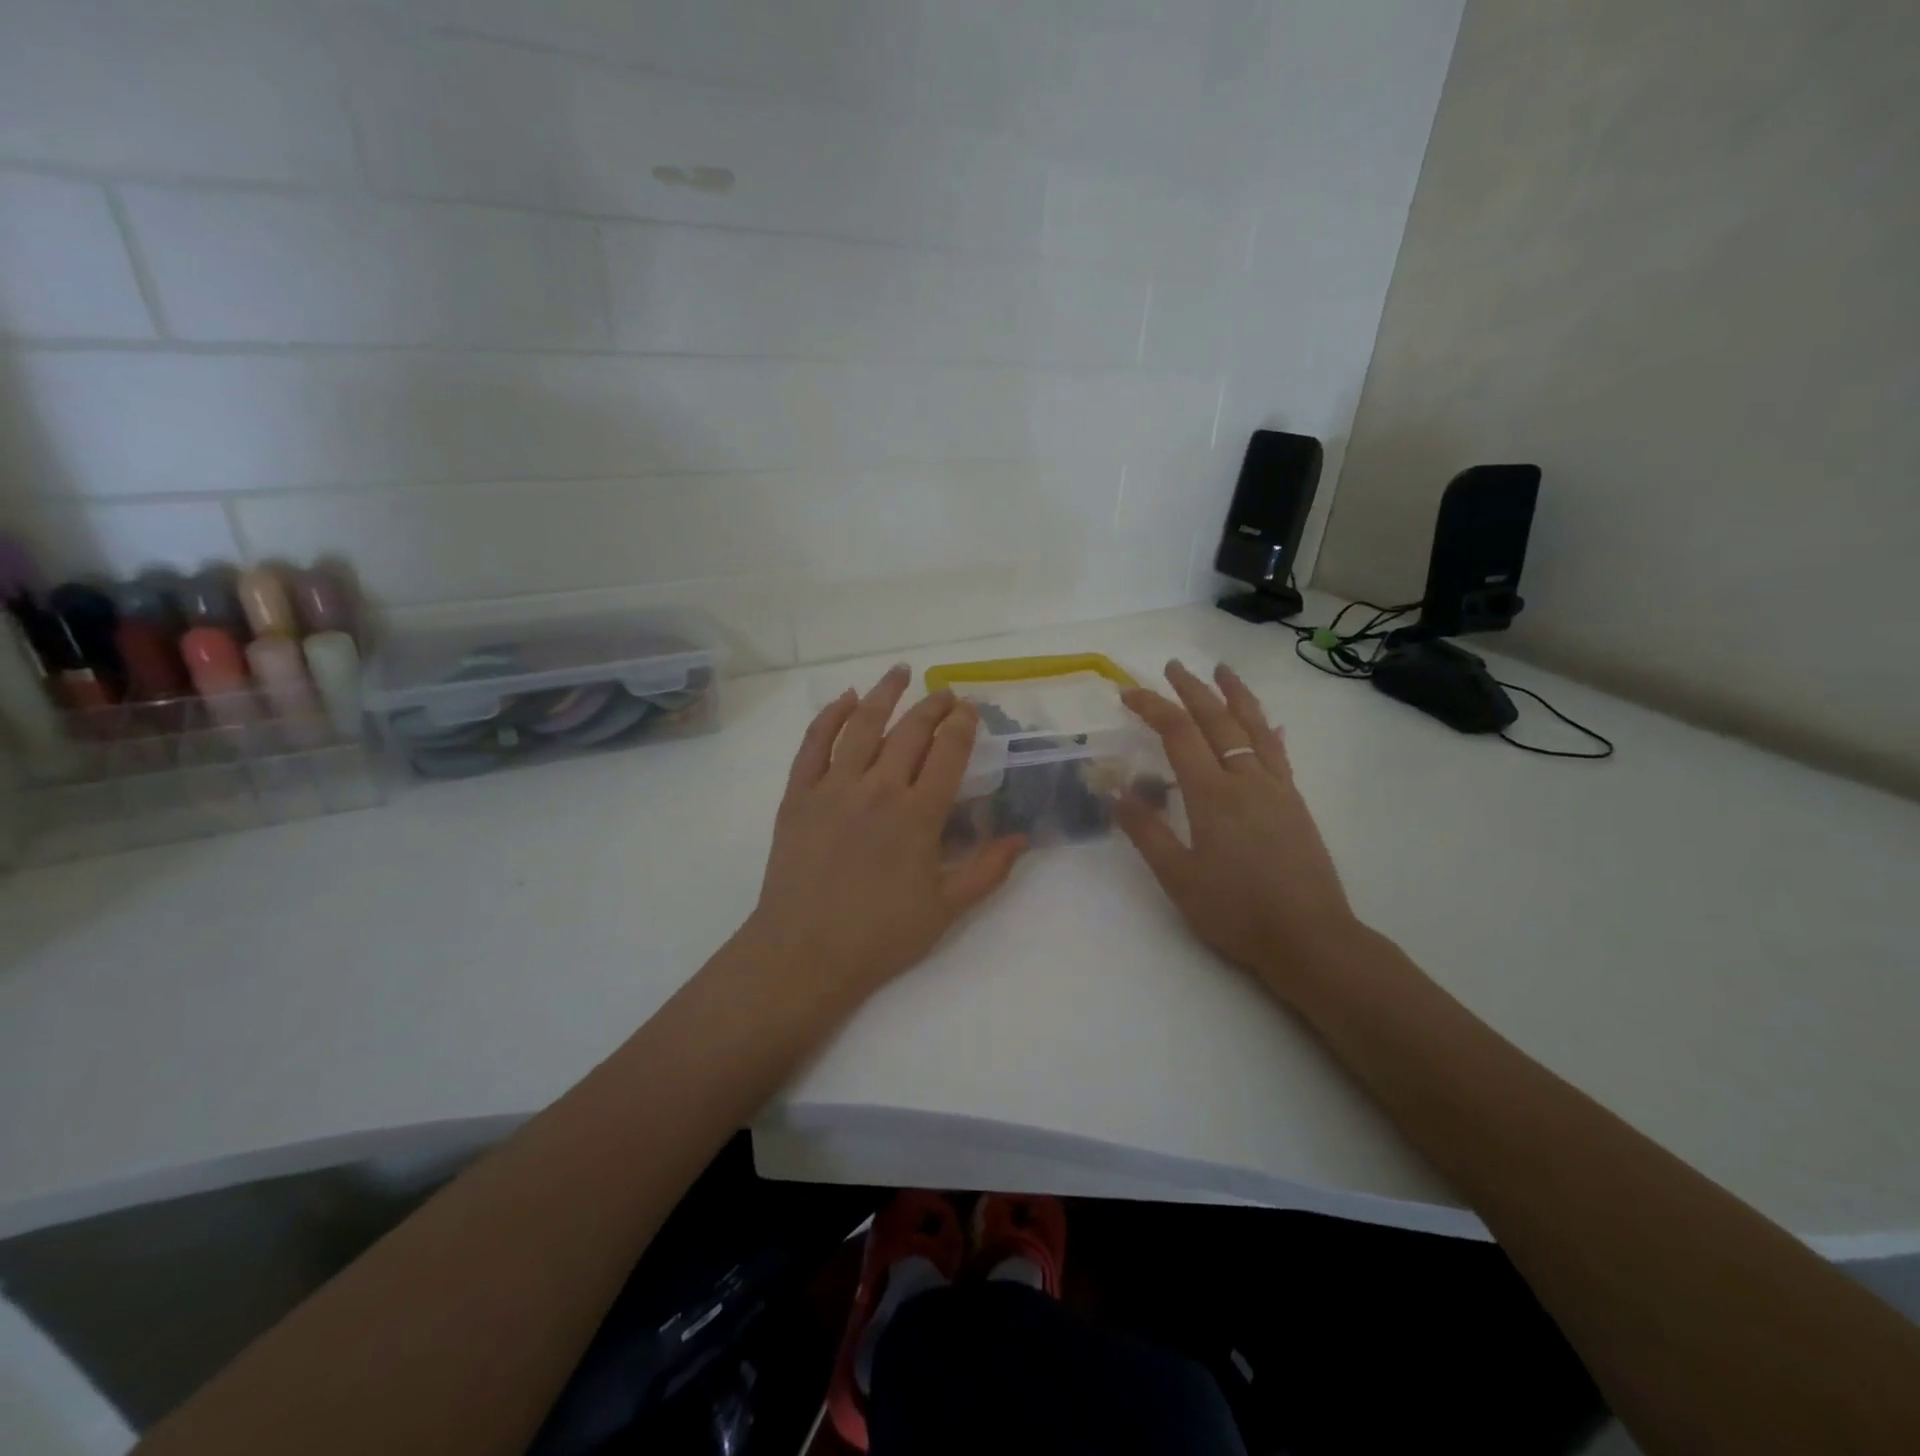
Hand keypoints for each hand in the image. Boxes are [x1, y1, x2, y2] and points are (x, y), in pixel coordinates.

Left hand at [739, 665, 1026, 1002]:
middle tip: (945, 693)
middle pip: (910, 731)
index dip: (962, 725)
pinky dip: (830, 715)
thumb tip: (1024, 838)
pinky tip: (844, 698)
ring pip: (862, 725)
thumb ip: (987, 870)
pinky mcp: (799, 794)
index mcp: (919, 815)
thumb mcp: (945, 909)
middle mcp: (879, 788)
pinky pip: (814, 743)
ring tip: (900, 672)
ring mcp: (834, 787)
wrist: (804, 953)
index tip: (970, 708)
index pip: (948, 752)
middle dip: (933, 706)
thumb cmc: (880, 936)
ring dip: (884, 694)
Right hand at [1116, 660, 1363, 1003]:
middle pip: (1217, 720)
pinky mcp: (1295, 804)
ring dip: (1235, 695)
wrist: (1309, 938)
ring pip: (1254, 727)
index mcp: (1212, 795)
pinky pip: (1279, 754)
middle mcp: (1246, 780)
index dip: (1152, 707)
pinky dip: (1267, 731)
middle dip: (1191, 689)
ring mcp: (1276, 789)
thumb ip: (1147, 832)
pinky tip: (1268, 724)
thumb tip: (1118, 793)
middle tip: (1171, 667)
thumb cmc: (1235, 912)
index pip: (1178, 733)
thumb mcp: (1178, 878)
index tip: (1128, 693)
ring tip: (1222, 671)